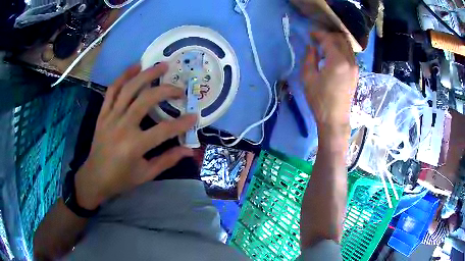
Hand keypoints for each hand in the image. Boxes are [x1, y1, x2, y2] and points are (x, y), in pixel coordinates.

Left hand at [75, 63, 196, 209]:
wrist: (95, 177)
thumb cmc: (121, 179)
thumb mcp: (146, 174)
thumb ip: (168, 160)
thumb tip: (189, 150)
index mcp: (134, 146)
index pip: (164, 130)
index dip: (182, 123)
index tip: (194, 116)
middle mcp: (122, 127)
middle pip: (146, 100)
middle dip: (167, 91)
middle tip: (180, 89)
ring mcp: (110, 117)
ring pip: (129, 88)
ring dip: (146, 74)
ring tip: (162, 66)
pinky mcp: (103, 114)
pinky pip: (112, 90)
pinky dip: (123, 76)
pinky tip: (135, 67)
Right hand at [302, 31, 357, 133]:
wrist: (335, 119)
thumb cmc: (319, 100)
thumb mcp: (308, 78)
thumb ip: (309, 58)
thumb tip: (312, 47)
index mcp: (338, 61)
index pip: (329, 39)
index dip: (318, 34)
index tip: (310, 35)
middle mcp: (349, 61)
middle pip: (341, 39)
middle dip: (329, 35)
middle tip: (317, 39)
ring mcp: (355, 67)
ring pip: (347, 46)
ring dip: (336, 42)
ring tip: (325, 46)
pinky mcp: (356, 73)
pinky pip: (349, 54)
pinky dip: (341, 49)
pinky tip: (332, 55)